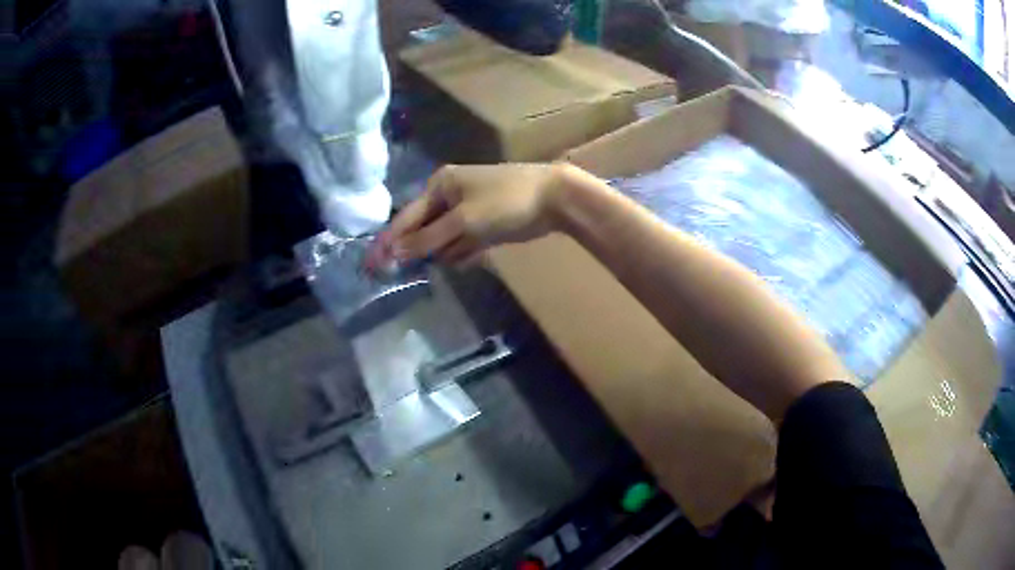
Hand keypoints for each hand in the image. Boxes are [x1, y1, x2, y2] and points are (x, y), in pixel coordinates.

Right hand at [381, 163, 572, 264]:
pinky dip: (465, 252)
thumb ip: (428, 238)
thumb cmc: (504, 202)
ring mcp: (465, 212)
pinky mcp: (481, 226)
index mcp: (439, 186)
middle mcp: (447, 197)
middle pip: (423, 231)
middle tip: (431, 262)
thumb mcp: (463, 220)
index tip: (371, 265)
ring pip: (443, 241)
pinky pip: (462, 244)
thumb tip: (395, 253)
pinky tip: (478, 251)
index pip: (405, 218)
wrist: (553, 199)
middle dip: (426, 248)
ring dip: (449, 252)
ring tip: (471, 245)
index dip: (389, 242)